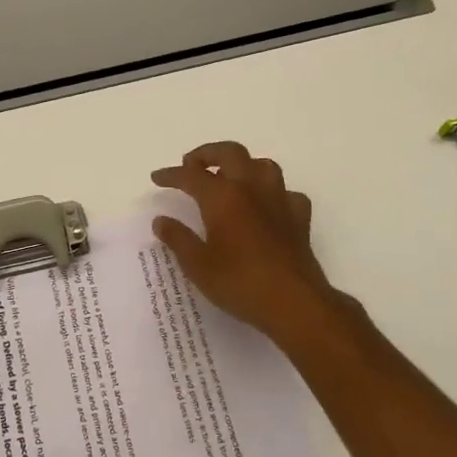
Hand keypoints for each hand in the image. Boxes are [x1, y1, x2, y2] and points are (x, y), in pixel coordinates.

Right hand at [151, 142, 373, 364]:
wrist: (294, 303)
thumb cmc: (240, 283)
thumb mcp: (198, 265)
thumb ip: (178, 239)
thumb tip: (161, 221)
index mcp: (223, 197)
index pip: (191, 175)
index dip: (171, 174)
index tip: (157, 178)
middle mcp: (251, 188)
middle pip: (230, 153)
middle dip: (207, 154)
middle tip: (191, 165)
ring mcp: (279, 201)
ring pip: (262, 165)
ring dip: (243, 165)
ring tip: (230, 178)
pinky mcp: (299, 218)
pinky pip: (286, 193)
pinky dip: (273, 194)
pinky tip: (266, 206)